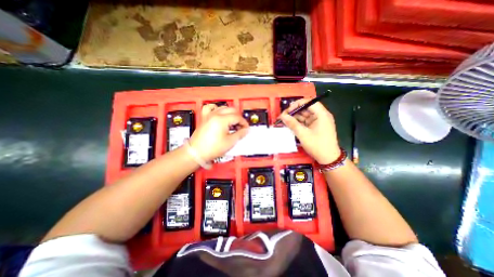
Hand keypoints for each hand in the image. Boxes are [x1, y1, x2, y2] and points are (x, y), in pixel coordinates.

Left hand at [188, 103, 248, 161]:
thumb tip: (246, 130)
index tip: (246, 129)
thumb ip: (240, 134)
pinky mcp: (204, 117)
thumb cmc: (213, 148)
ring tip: (232, 122)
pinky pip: (210, 108)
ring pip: (223, 108)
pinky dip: (216, 109)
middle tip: (240, 126)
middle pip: (231, 110)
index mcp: (222, 119)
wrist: (197, 152)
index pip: (237, 117)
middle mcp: (215, 114)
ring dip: (230, 113)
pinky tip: (219, 113)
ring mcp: (208, 115)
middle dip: (238, 117)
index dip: (244, 123)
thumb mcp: (230, 142)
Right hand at [280, 99, 341, 163]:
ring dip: (295, 117)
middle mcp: (321, 115)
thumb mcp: (303, 134)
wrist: (328, 159)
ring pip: (305, 115)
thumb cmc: (317, 145)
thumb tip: (282, 116)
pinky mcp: (316, 127)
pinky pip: (306, 121)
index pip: (309, 102)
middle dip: (295, 111)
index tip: (288, 110)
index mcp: (322, 114)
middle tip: (284, 116)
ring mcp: (319, 121)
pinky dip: (299, 122)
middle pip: (307, 108)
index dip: (298, 104)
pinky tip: (291, 124)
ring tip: (285, 121)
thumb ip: (292, 124)